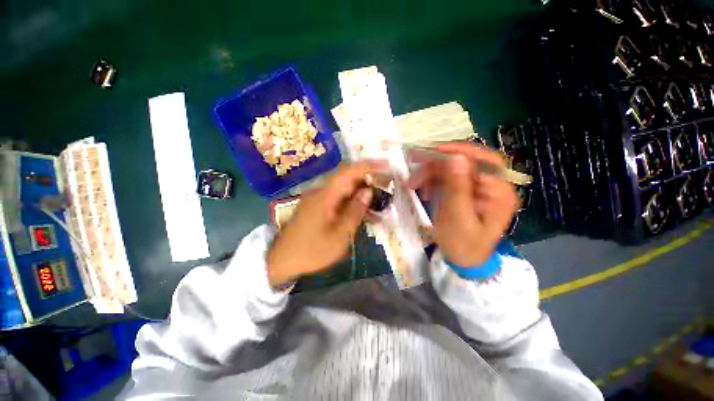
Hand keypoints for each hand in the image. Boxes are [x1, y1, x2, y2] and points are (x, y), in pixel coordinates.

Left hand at [267, 162, 383, 287]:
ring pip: (344, 187)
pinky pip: (338, 197)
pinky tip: (363, 210)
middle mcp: (321, 191)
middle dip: (368, 177)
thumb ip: (355, 211)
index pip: (349, 171)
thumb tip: (368, 191)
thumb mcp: (339, 235)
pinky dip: (352, 200)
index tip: (387, 165)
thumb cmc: (312, 250)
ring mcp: (318, 198)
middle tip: (387, 184)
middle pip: (347, 177)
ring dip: (361, 190)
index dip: (369, 166)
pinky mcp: (318, 206)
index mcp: (325, 195)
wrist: (282, 260)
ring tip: (379, 198)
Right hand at [406, 142, 518, 266]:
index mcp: (500, 193)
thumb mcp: (458, 218)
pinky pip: (447, 178)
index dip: (461, 150)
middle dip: (438, 163)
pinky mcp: (464, 191)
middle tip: (415, 163)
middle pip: (466, 162)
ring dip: (431, 173)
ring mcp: (476, 188)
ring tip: (413, 184)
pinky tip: (423, 190)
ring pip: (452, 169)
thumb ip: (457, 188)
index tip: (435, 150)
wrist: (462, 260)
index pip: (486, 161)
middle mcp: (491, 186)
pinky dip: (431, 181)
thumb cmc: (463, 245)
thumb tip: (456, 157)